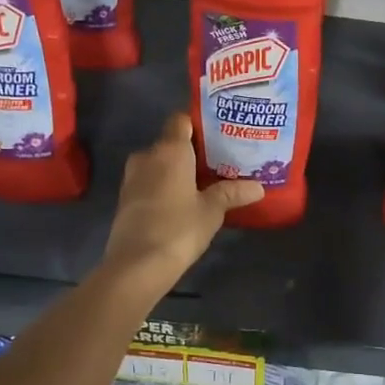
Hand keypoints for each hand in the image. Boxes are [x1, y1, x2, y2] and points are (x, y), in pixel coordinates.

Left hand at [102, 113, 262, 292]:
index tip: (218, 135)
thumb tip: (258, 187)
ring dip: (176, 170)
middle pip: (170, 143)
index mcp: (169, 150)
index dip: (198, 124)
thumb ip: (232, 193)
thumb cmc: (179, 228)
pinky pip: (149, 181)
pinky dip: (163, 185)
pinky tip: (181, 201)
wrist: (137, 265)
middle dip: (191, 151)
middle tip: (217, 162)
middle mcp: (147, 156)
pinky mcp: (125, 199)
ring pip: (158, 163)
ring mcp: (132, 178)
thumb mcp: (212, 211)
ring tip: (202, 182)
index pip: (181, 120)